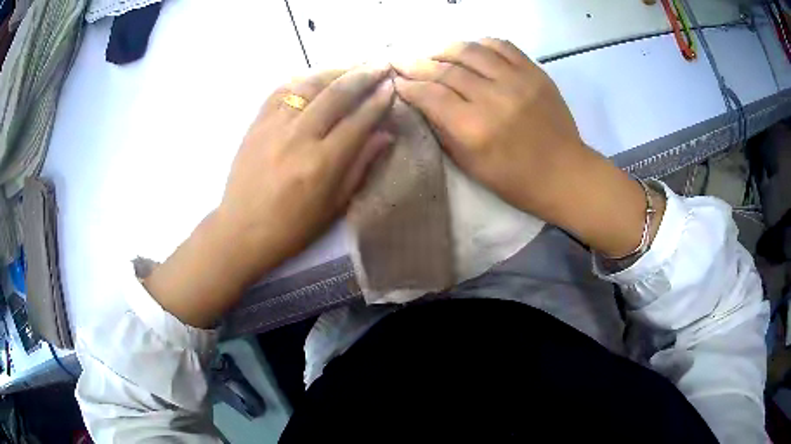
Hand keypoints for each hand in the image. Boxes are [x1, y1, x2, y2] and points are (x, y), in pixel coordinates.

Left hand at [145, 67, 395, 326]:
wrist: (241, 230)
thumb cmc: (292, 228)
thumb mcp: (334, 206)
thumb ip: (360, 166)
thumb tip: (385, 135)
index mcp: (322, 163)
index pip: (359, 121)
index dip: (379, 101)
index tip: (392, 87)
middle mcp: (299, 137)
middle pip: (337, 95)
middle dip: (363, 75)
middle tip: (381, 65)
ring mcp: (274, 126)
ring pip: (310, 85)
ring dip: (335, 71)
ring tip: (353, 65)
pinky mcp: (256, 123)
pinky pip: (281, 91)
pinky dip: (303, 79)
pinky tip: (316, 76)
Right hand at [394, 39, 661, 257]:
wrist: (565, 173)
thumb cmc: (515, 180)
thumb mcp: (470, 166)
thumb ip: (444, 130)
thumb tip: (423, 102)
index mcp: (474, 128)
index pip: (431, 95)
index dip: (409, 85)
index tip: (396, 81)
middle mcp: (493, 98)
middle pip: (446, 69)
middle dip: (418, 63)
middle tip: (402, 60)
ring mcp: (517, 81)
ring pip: (471, 51)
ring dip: (446, 49)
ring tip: (434, 53)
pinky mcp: (535, 72)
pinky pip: (502, 46)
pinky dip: (481, 43)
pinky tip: (471, 49)